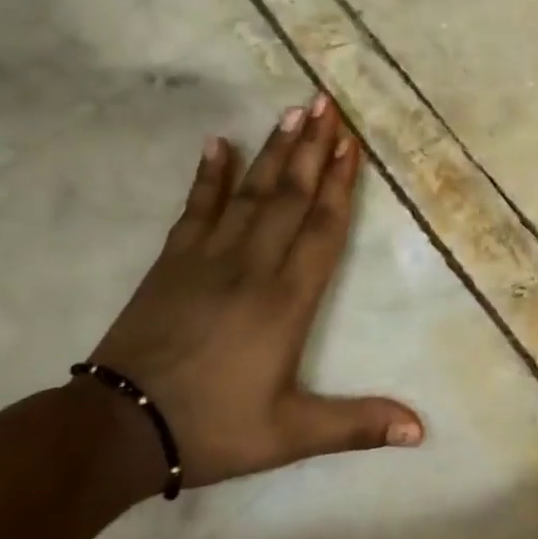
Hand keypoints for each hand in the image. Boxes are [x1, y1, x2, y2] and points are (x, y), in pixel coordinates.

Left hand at [87, 96, 423, 489]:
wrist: (116, 431)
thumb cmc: (212, 427)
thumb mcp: (291, 435)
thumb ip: (357, 425)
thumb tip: (421, 432)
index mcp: (287, 299)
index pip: (322, 228)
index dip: (340, 183)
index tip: (351, 143)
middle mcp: (253, 266)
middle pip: (290, 196)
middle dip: (313, 149)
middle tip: (327, 103)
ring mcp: (208, 258)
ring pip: (250, 192)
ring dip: (274, 151)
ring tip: (292, 111)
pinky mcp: (171, 262)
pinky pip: (195, 208)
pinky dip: (207, 175)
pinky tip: (216, 143)